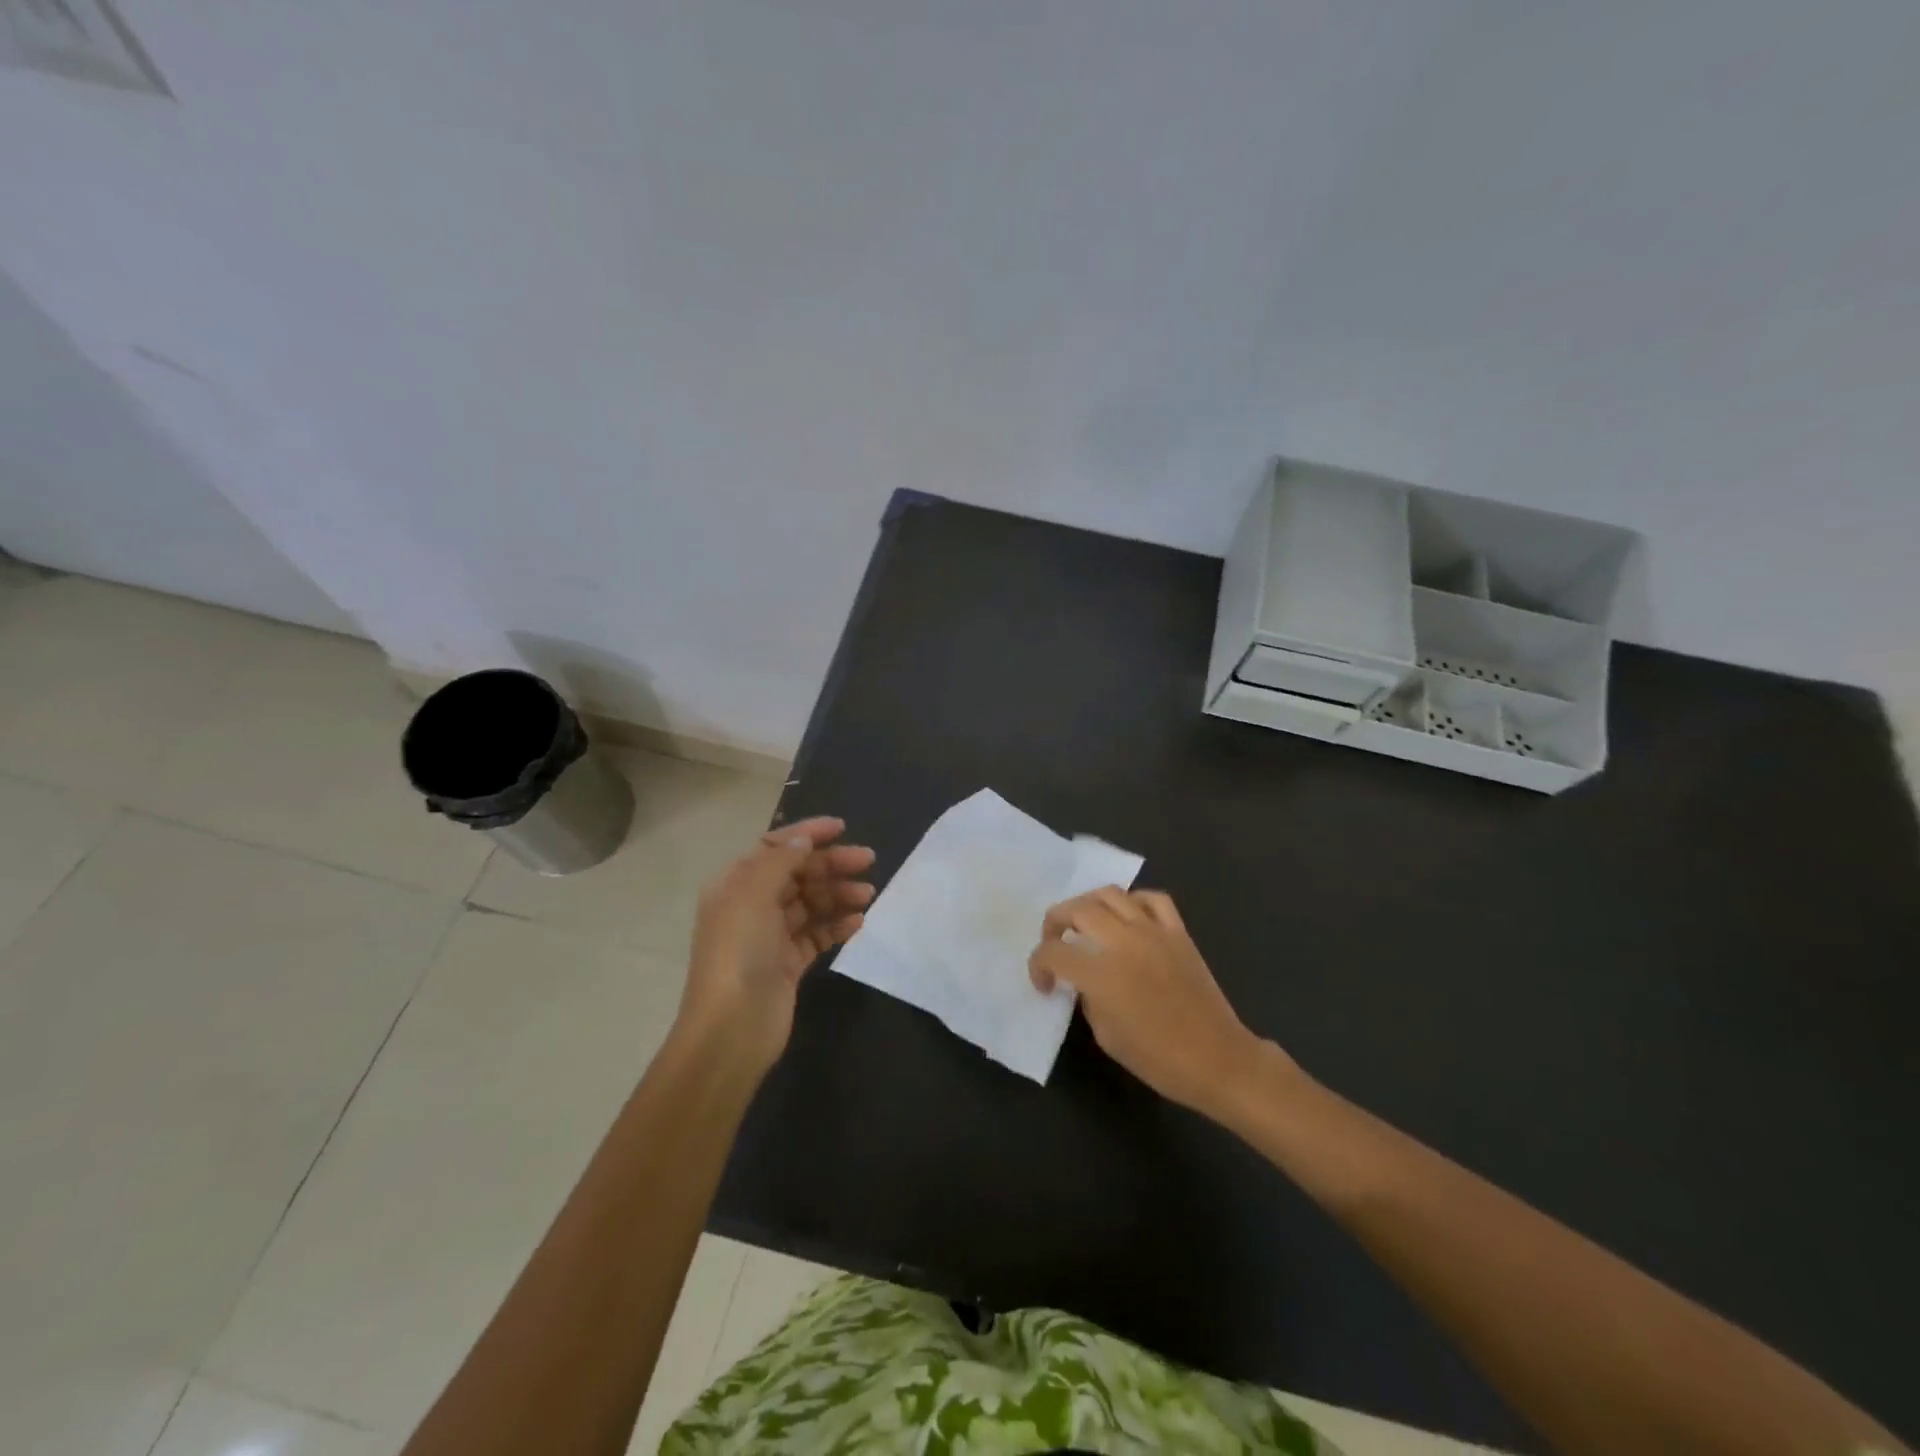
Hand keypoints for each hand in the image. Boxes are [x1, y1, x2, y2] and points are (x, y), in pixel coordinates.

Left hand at [680, 816, 874, 1076]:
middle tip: (868, 861)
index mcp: (736, 884)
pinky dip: (837, 925)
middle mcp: (751, 905)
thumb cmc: (739, 953)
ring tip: (868, 895)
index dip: (807, 833)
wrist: (731, 1030)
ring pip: (811, 903)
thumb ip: (780, 860)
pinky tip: (858, 922)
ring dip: (838, 893)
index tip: (842, 828)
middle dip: (831, 864)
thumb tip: (803, 838)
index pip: (775, 847)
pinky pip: (817, 934)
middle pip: (797, 873)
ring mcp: (770, 936)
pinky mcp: (788, 964)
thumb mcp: (753, 895)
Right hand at [1029, 887, 1278, 1118]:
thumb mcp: (1107, 1036)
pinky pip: (1152, 899)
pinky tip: (1128, 918)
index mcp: (1101, 973)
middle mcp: (1123, 942)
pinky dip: (1133, 901)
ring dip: (1088, 904)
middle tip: (1055, 943)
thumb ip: (1088, 999)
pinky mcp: (1178, 932)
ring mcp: (1153, 931)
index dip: (1038, 965)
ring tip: (1085, 923)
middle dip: (1055, 923)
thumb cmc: (1159, 1059)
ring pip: (1110, 894)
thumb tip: (1084, 981)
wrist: (1218, 1060)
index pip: (1053, 952)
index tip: (1044, 983)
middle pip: (1076, 909)